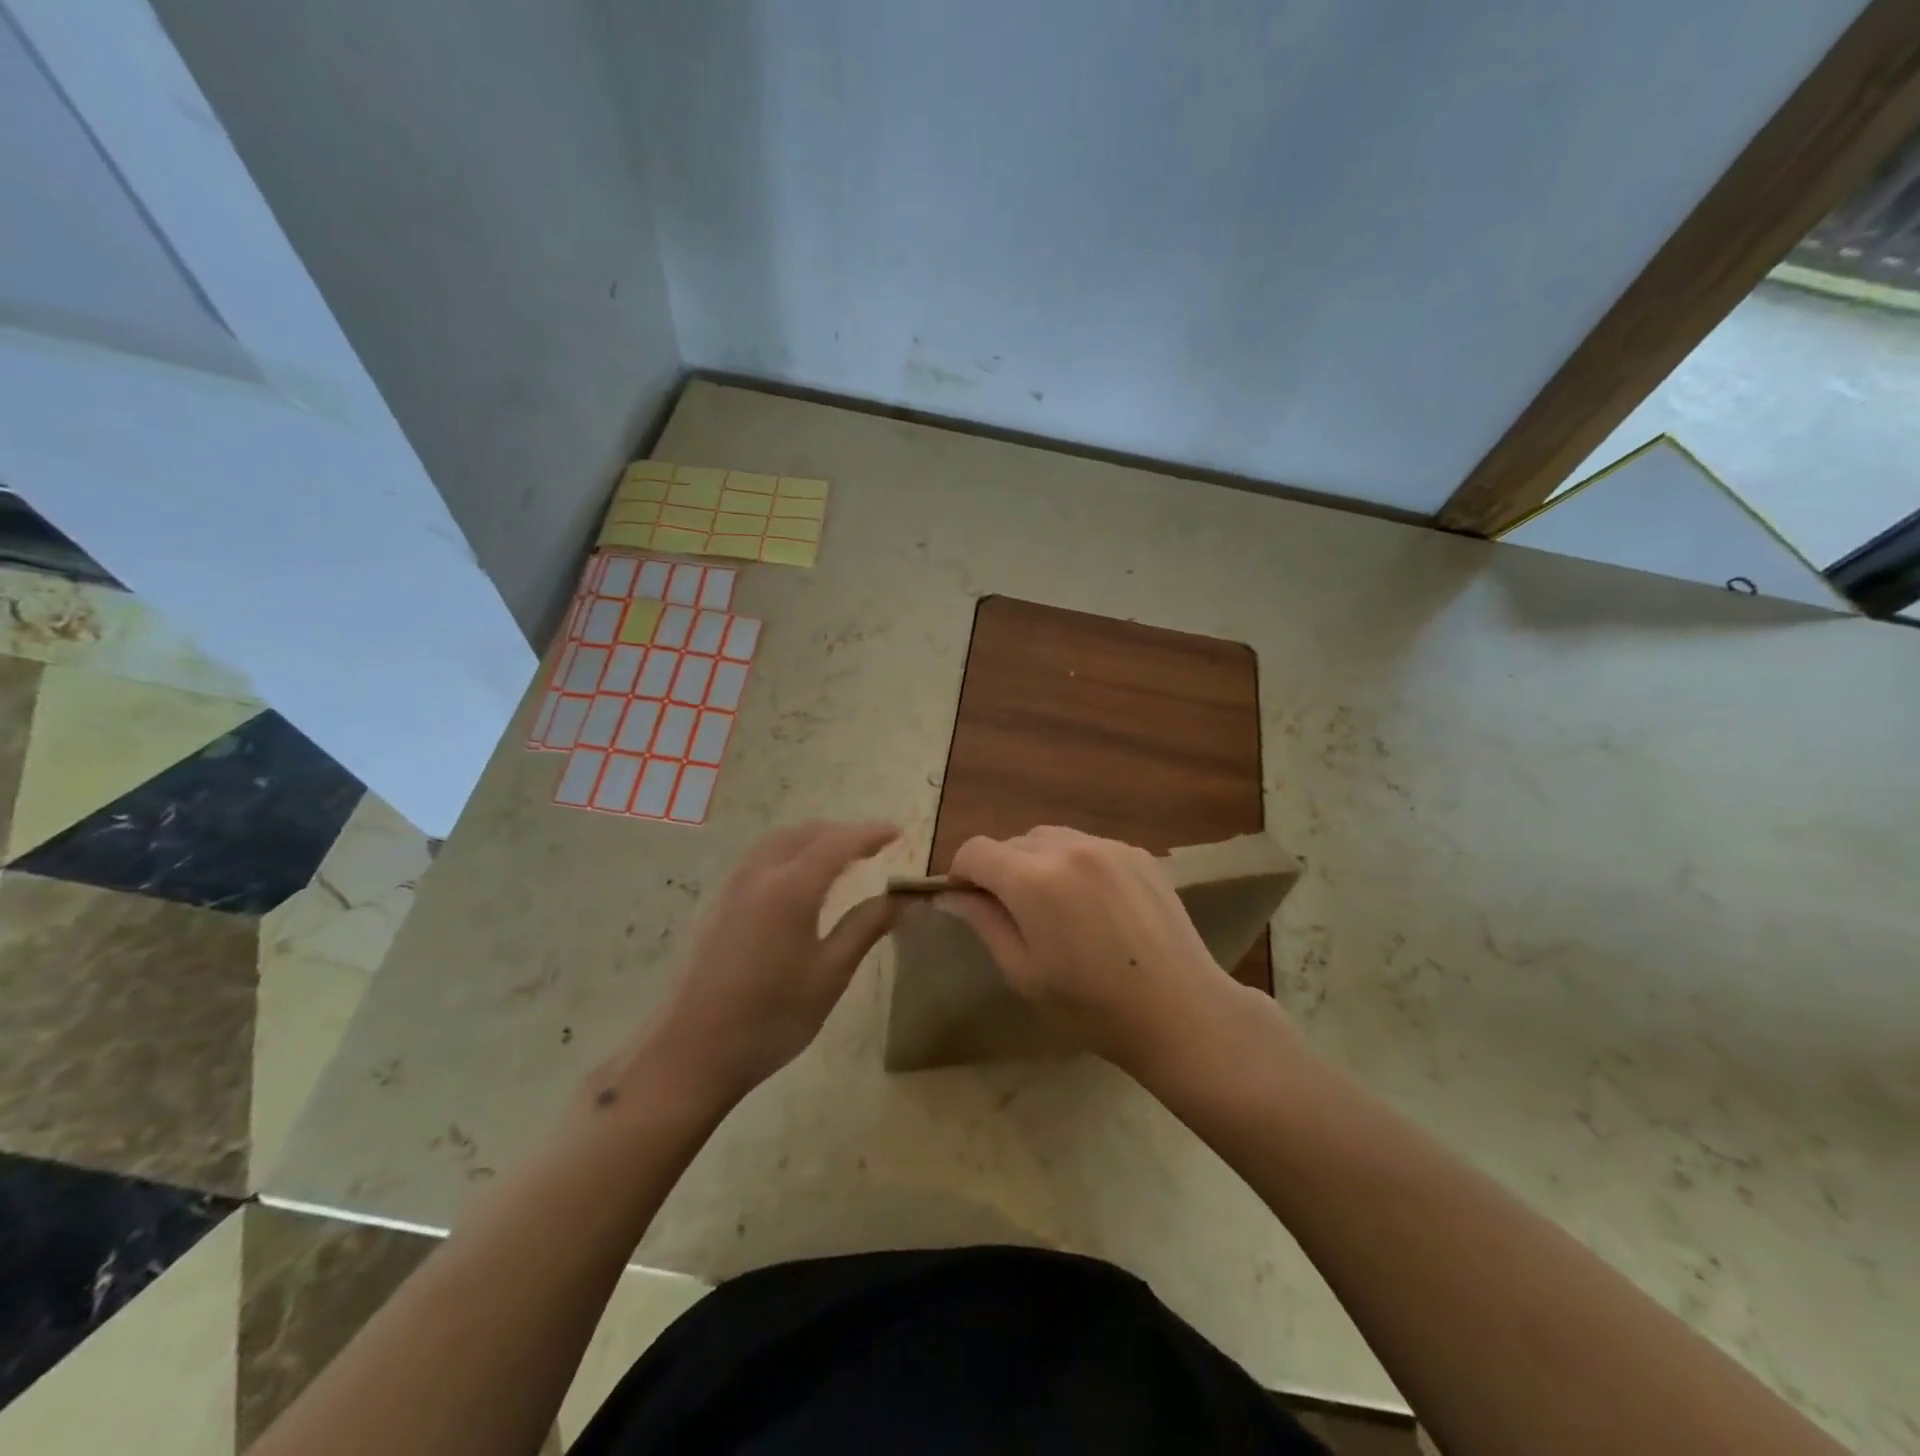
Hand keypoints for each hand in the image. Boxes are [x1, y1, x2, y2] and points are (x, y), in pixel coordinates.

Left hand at [638, 821, 900, 1104]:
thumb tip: (901, 898)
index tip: (899, 833)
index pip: (839, 843)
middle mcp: (760, 874)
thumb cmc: (771, 1017)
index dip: (871, 834)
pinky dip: (791, 852)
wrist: (692, 1053)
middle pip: (806, 833)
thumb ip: (866, 926)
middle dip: (843, 832)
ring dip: (814, 839)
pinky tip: (800, 879)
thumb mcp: (831, 974)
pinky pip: (761, 858)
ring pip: (780, 841)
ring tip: (842, 857)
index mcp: (791, 888)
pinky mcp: (719, 904)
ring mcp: (734, 887)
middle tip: (875, 847)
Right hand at [939, 826, 1245, 1075]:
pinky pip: (1088, 845)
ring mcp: (1108, 845)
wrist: (1180, 1011)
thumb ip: (984, 922)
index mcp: (1033, 879)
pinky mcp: (1138, 853)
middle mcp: (1068, 847)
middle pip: (1013, 842)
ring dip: (1037, 862)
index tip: (969, 903)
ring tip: (1055, 906)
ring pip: (1050, 838)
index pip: (975, 851)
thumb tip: (951, 895)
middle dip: (1001, 870)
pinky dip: (1075, 863)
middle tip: (1014, 915)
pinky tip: (1094, 904)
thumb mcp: (1023, 972)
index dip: (962, 874)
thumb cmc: (1091, 1006)